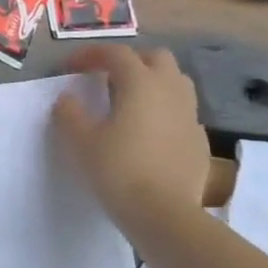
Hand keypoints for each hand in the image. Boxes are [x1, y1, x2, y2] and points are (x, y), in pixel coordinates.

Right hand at [52, 44, 211, 236]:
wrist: (164, 214)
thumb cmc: (118, 170)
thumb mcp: (80, 141)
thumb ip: (69, 113)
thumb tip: (68, 99)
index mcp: (140, 83)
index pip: (116, 53)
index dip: (91, 55)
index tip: (71, 68)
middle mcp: (170, 90)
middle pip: (155, 58)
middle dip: (130, 61)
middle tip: (107, 78)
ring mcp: (190, 115)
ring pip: (175, 82)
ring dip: (152, 82)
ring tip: (130, 101)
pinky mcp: (200, 140)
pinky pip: (182, 112)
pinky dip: (165, 111)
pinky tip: (149, 132)